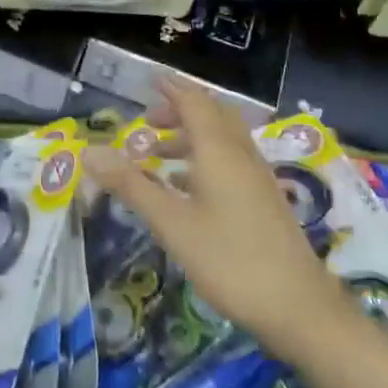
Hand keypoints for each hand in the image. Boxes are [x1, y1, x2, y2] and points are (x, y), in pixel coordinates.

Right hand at [83, 79, 344, 353]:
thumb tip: (89, 152)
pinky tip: (187, 188)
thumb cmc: (229, 259)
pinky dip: (205, 161)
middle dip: (181, 112)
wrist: (298, 307)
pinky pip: (231, 164)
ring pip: (223, 142)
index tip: (152, 80)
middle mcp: (241, 156)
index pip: (195, 104)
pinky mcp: (265, 202)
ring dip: (192, 138)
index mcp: (219, 152)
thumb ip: (131, 185)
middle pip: (213, 117)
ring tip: (159, 154)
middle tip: (149, 120)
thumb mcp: (171, 223)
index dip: (174, 89)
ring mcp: (258, 180)